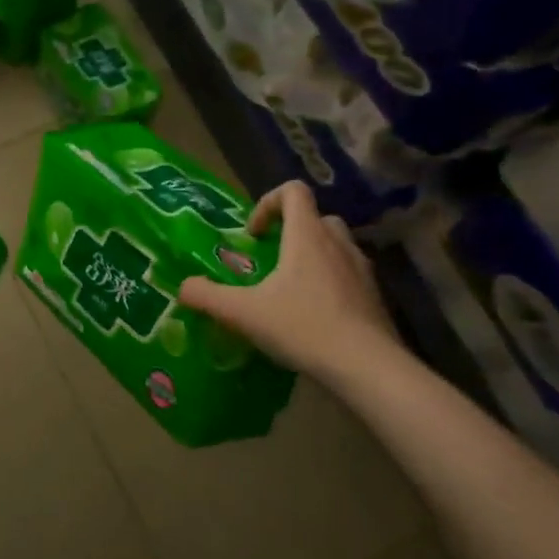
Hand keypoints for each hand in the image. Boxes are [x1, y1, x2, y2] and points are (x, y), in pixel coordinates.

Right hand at [179, 181, 399, 384]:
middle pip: (315, 218)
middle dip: (291, 232)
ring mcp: (362, 269)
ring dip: (313, 256)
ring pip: (336, 246)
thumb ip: (208, 296)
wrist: (367, 366)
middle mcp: (337, 243)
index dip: (268, 203)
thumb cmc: (303, 327)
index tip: (253, 235)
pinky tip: (316, 317)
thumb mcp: (244, 313)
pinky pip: (349, 275)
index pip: (293, 191)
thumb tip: (182, 287)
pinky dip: (331, 283)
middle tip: (271, 260)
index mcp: (307, 235)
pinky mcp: (375, 296)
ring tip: (292, 290)